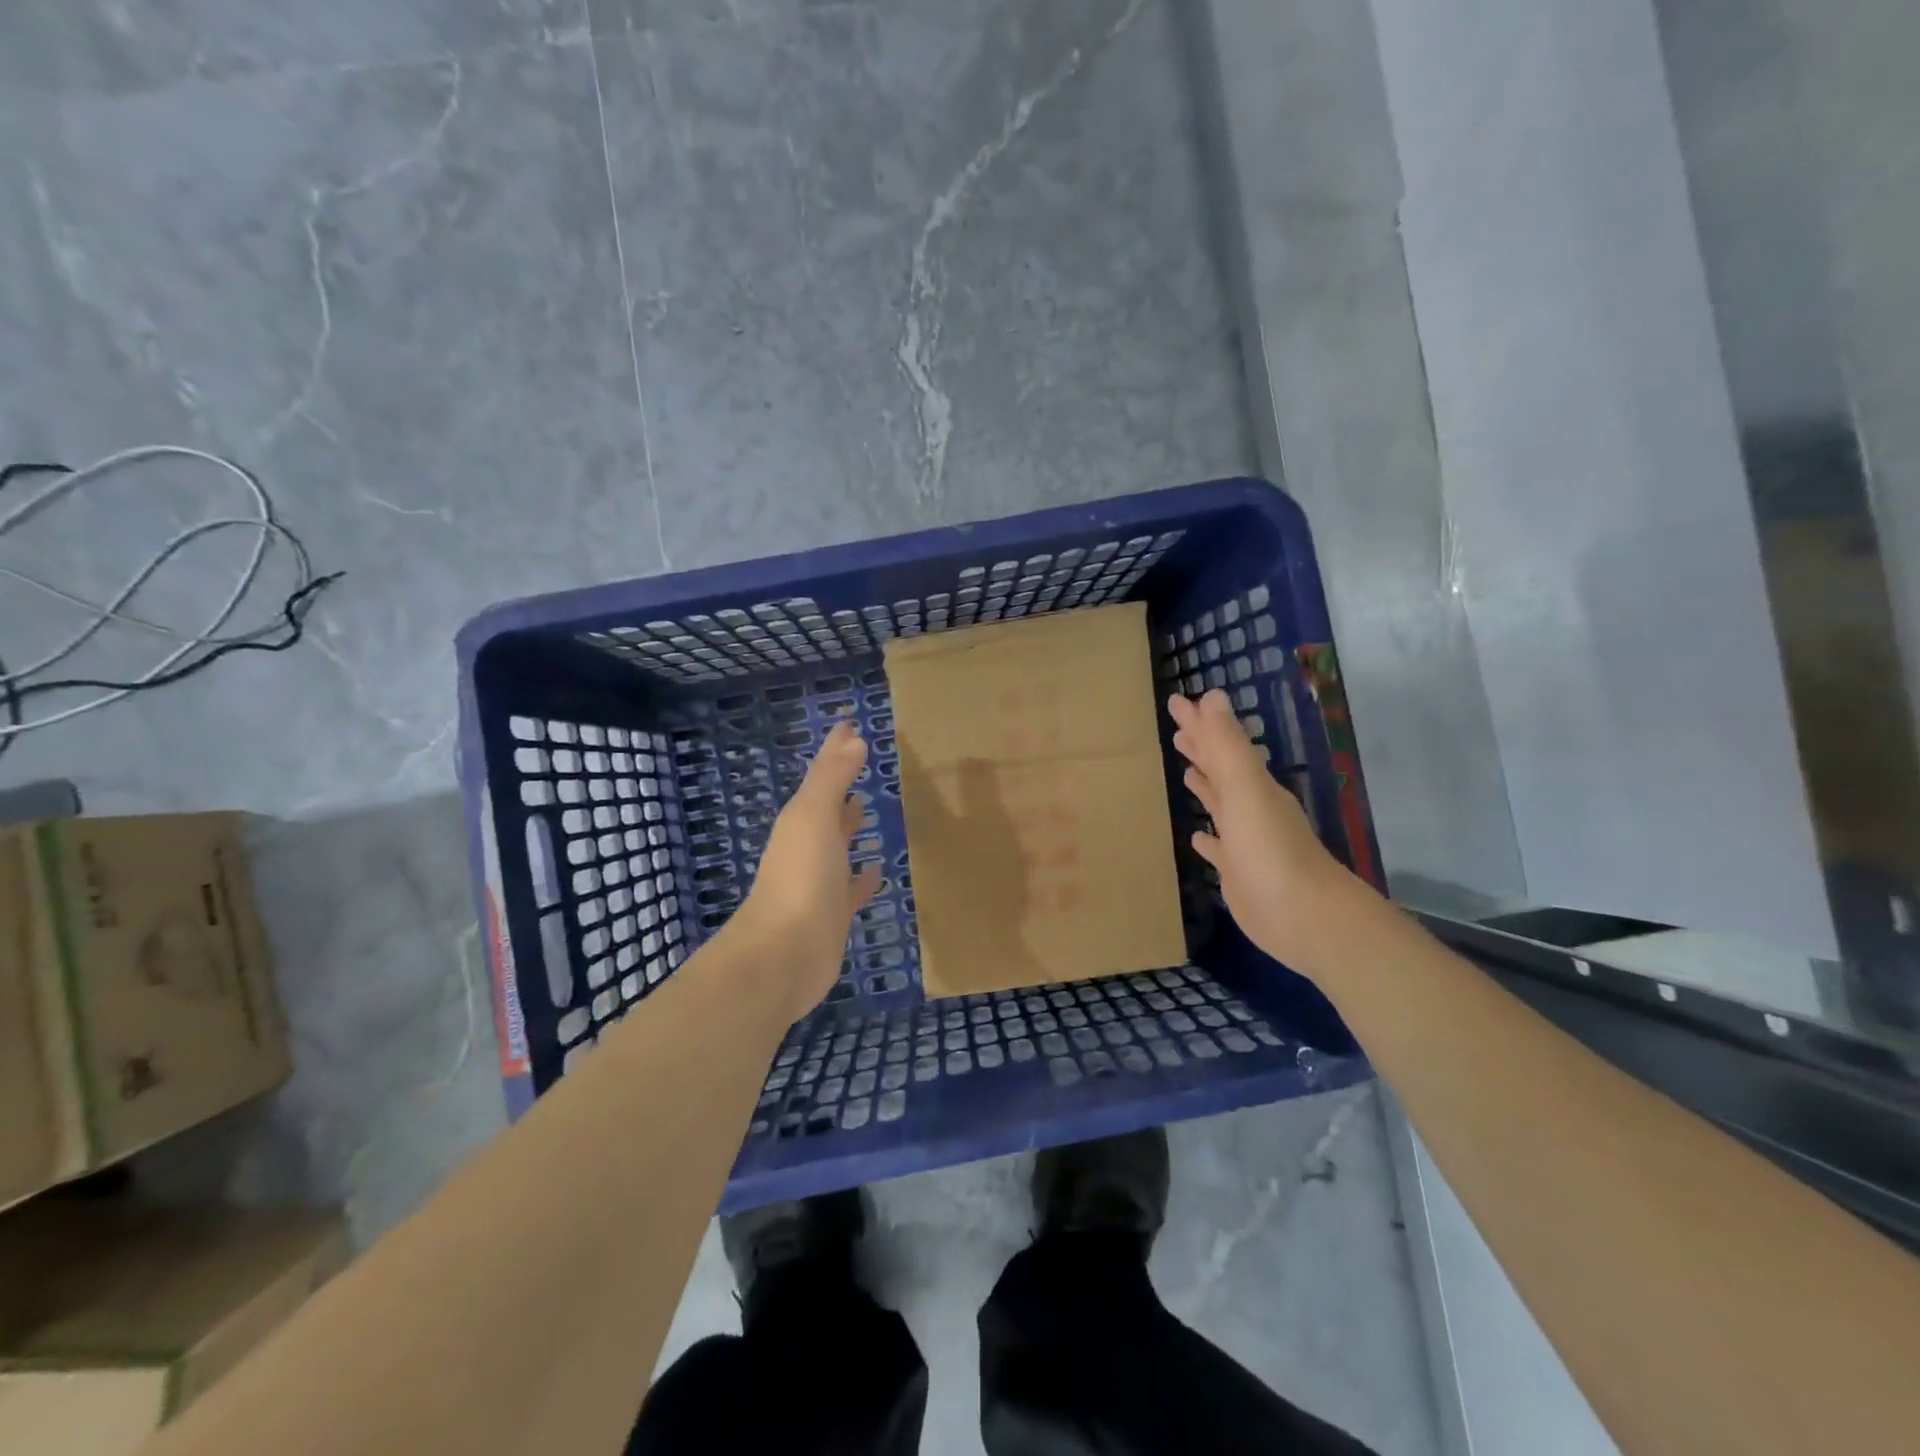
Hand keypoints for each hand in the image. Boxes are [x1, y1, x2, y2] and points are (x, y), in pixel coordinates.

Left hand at [727, 720, 882, 1025]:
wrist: (784, 954)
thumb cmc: (800, 879)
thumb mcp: (813, 818)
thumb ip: (832, 778)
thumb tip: (853, 738)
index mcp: (801, 819)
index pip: (822, 773)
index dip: (835, 748)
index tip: (850, 723)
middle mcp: (808, 844)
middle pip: (827, 805)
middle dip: (840, 782)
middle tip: (861, 758)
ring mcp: (820, 879)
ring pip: (837, 842)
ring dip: (849, 825)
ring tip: (867, 805)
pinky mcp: (834, 912)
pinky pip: (852, 886)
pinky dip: (863, 876)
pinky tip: (877, 869)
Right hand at [1169, 689, 1348, 967]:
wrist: (1303, 916)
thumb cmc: (1270, 849)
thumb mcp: (1246, 790)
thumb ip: (1228, 746)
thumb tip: (1213, 696)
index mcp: (1252, 786)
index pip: (1220, 745)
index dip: (1198, 723)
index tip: (1176, 701)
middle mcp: (1250, 808)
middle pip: (1221, 770)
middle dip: (1201, 749)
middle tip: (1176, 730)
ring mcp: (1246, 842)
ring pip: (1220, 805)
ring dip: (1205, 788)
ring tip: (1185, 772)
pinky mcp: (1238, 873)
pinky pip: (1218, 849)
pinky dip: (1207, 840)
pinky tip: (1196, 838)